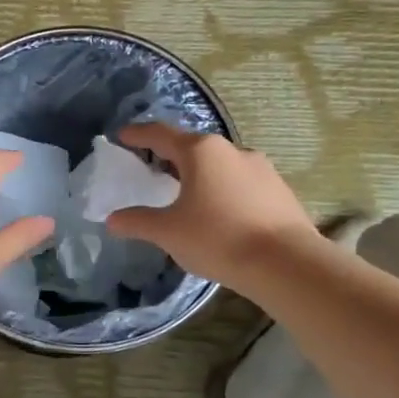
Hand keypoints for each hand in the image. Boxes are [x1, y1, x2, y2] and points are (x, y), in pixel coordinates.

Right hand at [106, 123, 320, 287]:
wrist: (286, 263)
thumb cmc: (218, 238)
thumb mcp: (168, 232)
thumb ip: (138, 222)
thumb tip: (112, 219)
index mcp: (200, 151)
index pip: (160, 134)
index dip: (138, 134)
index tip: (122, 136)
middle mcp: (231, 150)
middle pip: (192, 147)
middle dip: (169, 155)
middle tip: (151, 168)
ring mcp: (260, 168)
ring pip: (219, 165)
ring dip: (199, 174)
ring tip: (185, 194)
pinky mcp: (279, 190)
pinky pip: (240, 183)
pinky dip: (222, 190)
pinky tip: (219, 213)